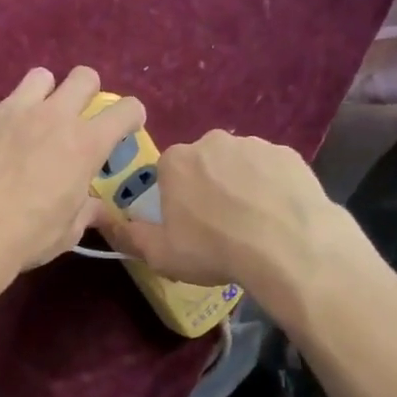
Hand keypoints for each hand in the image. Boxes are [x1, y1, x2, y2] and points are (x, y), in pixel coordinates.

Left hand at [0, 67, 144, 283]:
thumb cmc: (28, 236)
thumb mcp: (68, 232)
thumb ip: (85, 212)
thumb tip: (98, 209)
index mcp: (86, 144)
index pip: (125, 111)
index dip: (130, 116)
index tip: (125, 127)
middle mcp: (53, 116)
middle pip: (84, 77)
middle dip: (87, 91)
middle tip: (76, 115)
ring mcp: (12, 109)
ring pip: (38, 77)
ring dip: (40, 93)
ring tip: (30, 117)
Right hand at [101, 130, 344, 303]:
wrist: (288, 246)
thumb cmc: (214, 249)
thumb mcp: (160, 254)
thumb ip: (130, 236)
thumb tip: (107, 223)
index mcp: (176, 161)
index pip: (167, 173)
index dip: (174, 199)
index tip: (185, 224)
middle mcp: (212, 142)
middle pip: (203, 164)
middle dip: (207, 187)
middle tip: (219, 225)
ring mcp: (254, 145)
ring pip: (239, 165)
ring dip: (240, 186)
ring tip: (253, 224)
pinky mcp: (289, 154)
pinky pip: (271, 170)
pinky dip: (271, 187)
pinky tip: (278, 215)